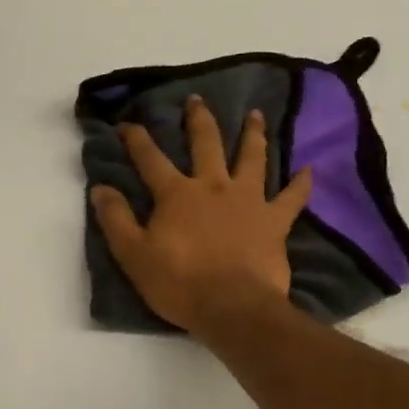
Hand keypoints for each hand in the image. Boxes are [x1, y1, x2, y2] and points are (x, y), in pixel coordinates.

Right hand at [91, 97, 312, 335]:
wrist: (233, 308)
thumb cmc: (179, 283)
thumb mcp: (133, 255)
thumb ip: (115, 219)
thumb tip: (100, 188)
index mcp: (177, 194)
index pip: (150, 159)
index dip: (136, 139)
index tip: (126, 124)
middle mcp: (214, 186)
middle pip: (206, 144)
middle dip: (198, 120)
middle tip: (197, 100)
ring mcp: (249, 200)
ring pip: (252, 158)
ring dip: (253, 134)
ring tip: (255, 115)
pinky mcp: (275, 222)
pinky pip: (292, 198)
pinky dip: (301, 183)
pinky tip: (309, 169)